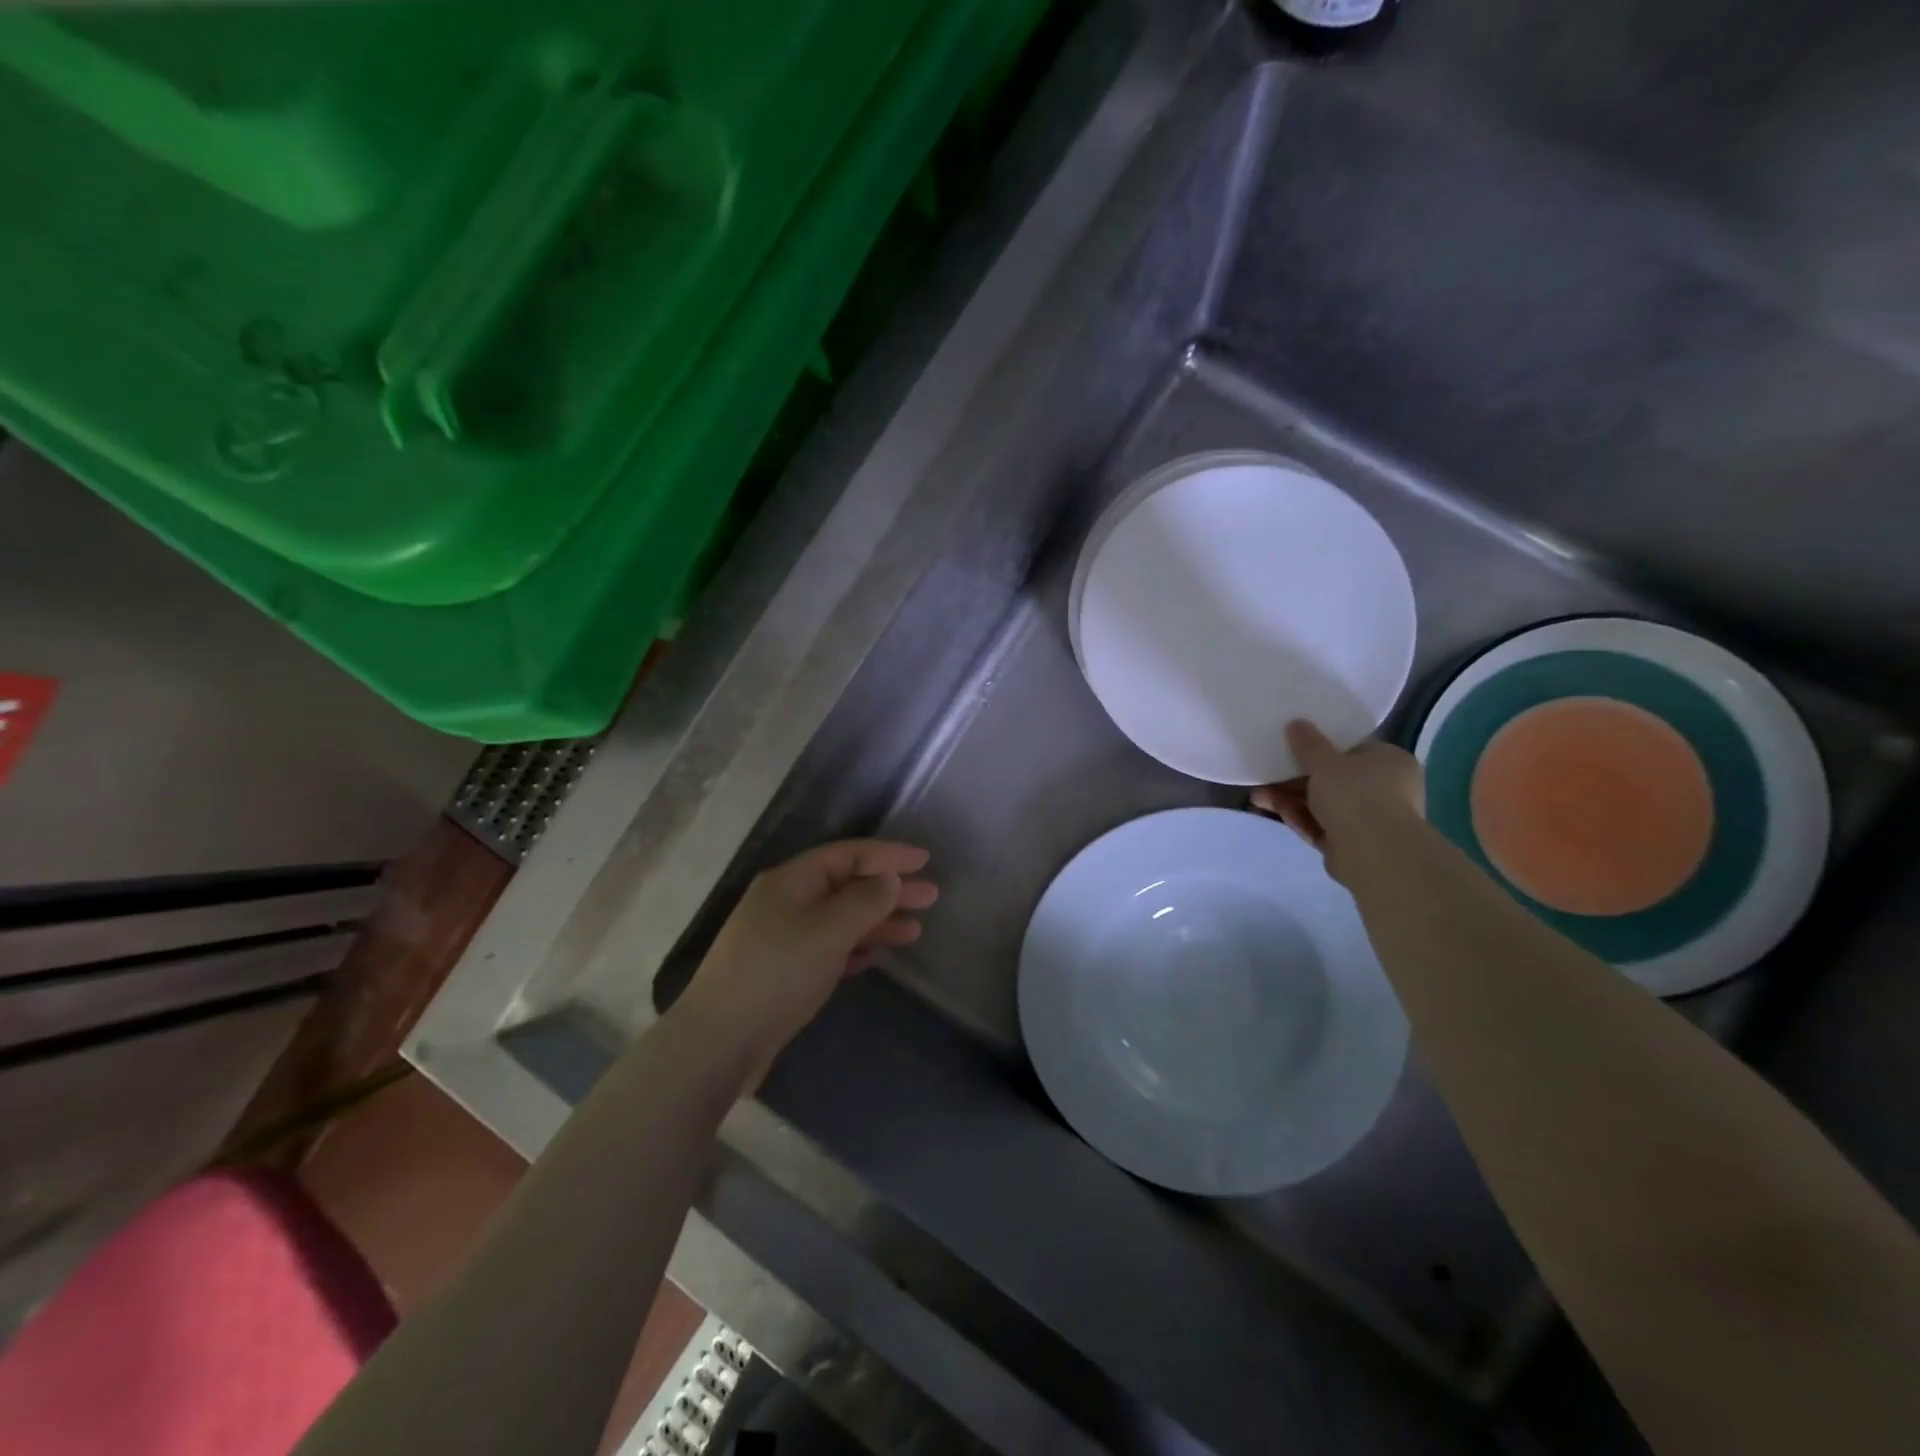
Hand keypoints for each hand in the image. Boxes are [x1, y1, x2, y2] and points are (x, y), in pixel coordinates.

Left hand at [679, 840, 937, 1069]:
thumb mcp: (828, 931)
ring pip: (840, 919)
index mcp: (791, 881)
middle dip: (889, 890)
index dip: (888, 855)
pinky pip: (829, 947)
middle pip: (846, 885)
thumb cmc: (777, 973)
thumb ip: (865, 901)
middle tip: (931, 896)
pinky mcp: (785, 971)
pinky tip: (877, 955)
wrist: (721, 1041)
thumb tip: (889, 879)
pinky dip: (855, 947)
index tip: (925, 860)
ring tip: (915, 929)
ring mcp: (784, 938)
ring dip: (877, 921)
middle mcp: (787, 902)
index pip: (847, 855)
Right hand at [1252, 720, 1423, 885]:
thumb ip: (1309, 743)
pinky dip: (1296, 816)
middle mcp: (1386, 789)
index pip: (1354, 749)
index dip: (1322, 748)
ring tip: (1257, 795)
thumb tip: (1296, 723)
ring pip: (1323, 803)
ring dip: (1289, 798)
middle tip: (1267, 771)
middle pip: (1334, 778)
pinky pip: (1320, 824)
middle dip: (1296, 777)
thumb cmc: (1356, 794)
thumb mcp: (1325, 762)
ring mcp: (1369, 819)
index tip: (1293, 746)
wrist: (1373, 852)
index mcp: (1390, 761)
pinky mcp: (1351, 843)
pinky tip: (1268, 809)